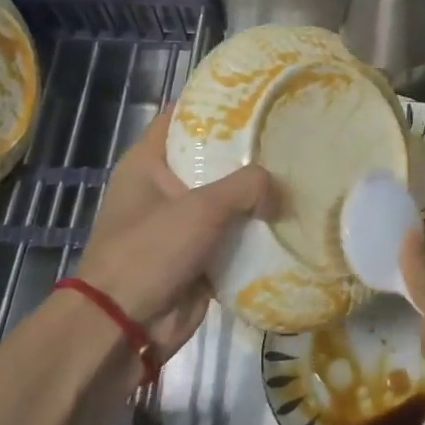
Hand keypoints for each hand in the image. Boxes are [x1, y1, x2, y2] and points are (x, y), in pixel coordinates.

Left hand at [75, 109, 270, 357]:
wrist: (123, 330)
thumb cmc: (150, 252)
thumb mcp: (200, 208)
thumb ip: (245, 186)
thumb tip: (277, 189)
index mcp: (148, 163)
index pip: (182, 116)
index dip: (215, 102)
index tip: (256, 95)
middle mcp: (164, 187)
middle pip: (211, 158)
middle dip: (248, 151)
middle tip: (291, 135)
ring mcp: (181, 224)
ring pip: (226, 199)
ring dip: (256, 194)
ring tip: (300, 174)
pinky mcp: (198, 256)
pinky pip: (233, 236)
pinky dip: (256, 231)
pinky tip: (291, 219)